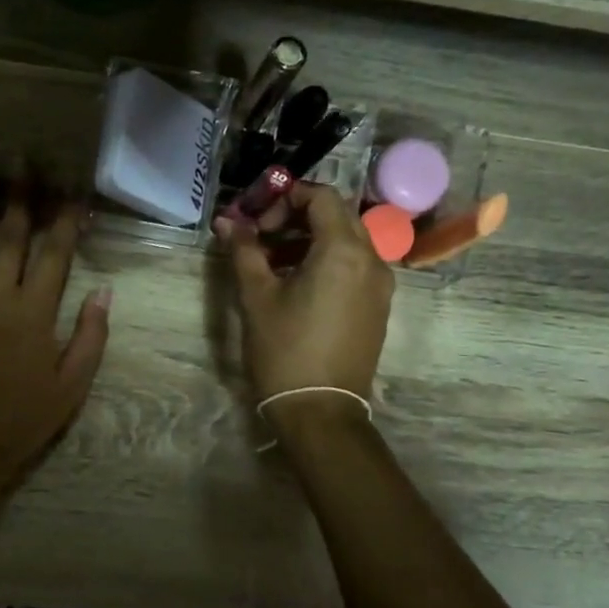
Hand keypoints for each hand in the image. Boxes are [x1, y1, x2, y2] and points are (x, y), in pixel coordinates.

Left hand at [0, 176, 111, 501]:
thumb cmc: (24, 420)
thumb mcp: (72, 386)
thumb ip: (90, 336)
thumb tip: (104, 290)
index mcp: (35, 313)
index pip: (55, 253)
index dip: (66, 218)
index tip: (74, 190)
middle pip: (11, 236)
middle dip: (21, 196)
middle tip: (24, 160)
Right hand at [215, 183, 392, 415]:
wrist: (321, 411)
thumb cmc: (284, 350)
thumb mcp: (257, 297)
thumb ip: (244, 251)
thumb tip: (228, 221)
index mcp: (343, 251)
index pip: (321, 196)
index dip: (285, 198)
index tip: (257, 220)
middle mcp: (372, 259)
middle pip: (337, 215)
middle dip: (298, 217)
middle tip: (263, 237)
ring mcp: (380, 284)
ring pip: (348, 241)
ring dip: (312, 239)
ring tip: (274, 263)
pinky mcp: (379, 306)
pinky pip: (356, 266)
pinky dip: (328, 261)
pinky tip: (298, 285)